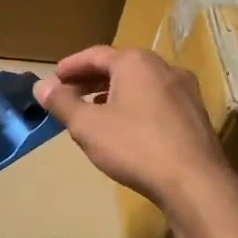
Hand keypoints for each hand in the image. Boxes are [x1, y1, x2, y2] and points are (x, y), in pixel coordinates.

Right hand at [33, 46, 237, 211]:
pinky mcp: (196, 115)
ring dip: (114, 93)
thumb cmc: (135, 146)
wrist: (195, 183)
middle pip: (120, 67)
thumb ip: (62, 102)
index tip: (54, 78)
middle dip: (92, 79)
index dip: (71, 66)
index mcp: (136, 62)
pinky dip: (135, 106)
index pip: (95, 55)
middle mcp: (164, 68)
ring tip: (94, 111)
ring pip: (141, 84)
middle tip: (69, 94)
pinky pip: (157, 101)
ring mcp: (185, 91)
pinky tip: (126, 128)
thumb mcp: (87, 126)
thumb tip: (41, 85)